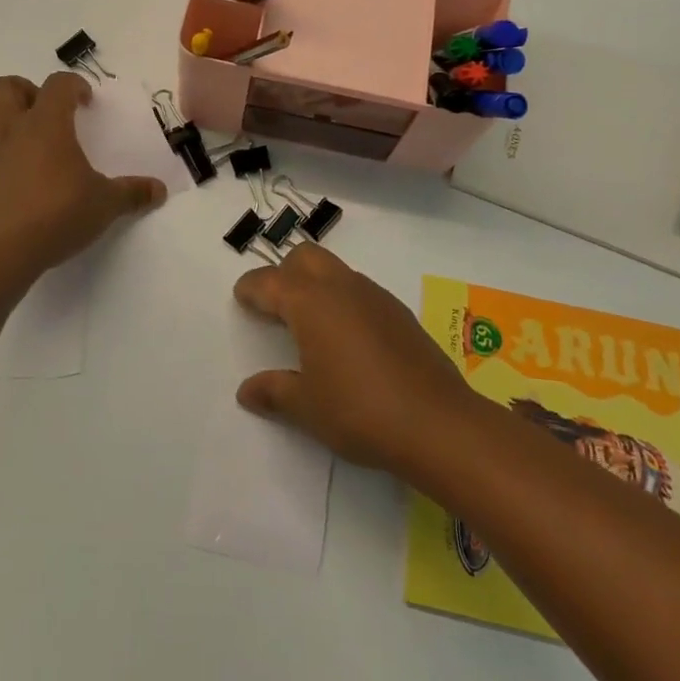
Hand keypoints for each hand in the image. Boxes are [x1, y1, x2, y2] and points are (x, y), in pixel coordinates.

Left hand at [0, 73, 166, 279]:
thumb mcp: (105, 204)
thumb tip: (159, 190)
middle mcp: (11, 131)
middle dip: (24, 91)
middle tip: (46, 113)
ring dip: (4, 125)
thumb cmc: (58, 214)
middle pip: (4, 88)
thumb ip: (132, 193)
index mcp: (46, 124)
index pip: (57, 84)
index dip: (74, 85)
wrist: (1, 252)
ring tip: (27, 146)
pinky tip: (14, 185)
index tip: (86, 102)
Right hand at [233, 243, 477, 476]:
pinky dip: (344, 301)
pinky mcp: (399, 312)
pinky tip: (348, 338)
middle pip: (305, 257)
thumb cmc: (359, 410)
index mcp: (310, 301)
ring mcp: (374, 296)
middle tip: (275, 305)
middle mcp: (341, 287)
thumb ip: (274, 392)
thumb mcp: (306, 407)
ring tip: (311, 322)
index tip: (242, 297)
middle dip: (285, 273)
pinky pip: (360, 291)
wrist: (438, 423)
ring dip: (317, 284)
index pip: (269, 282)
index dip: (251, 288)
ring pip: (336, 270)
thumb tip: (247, 391)